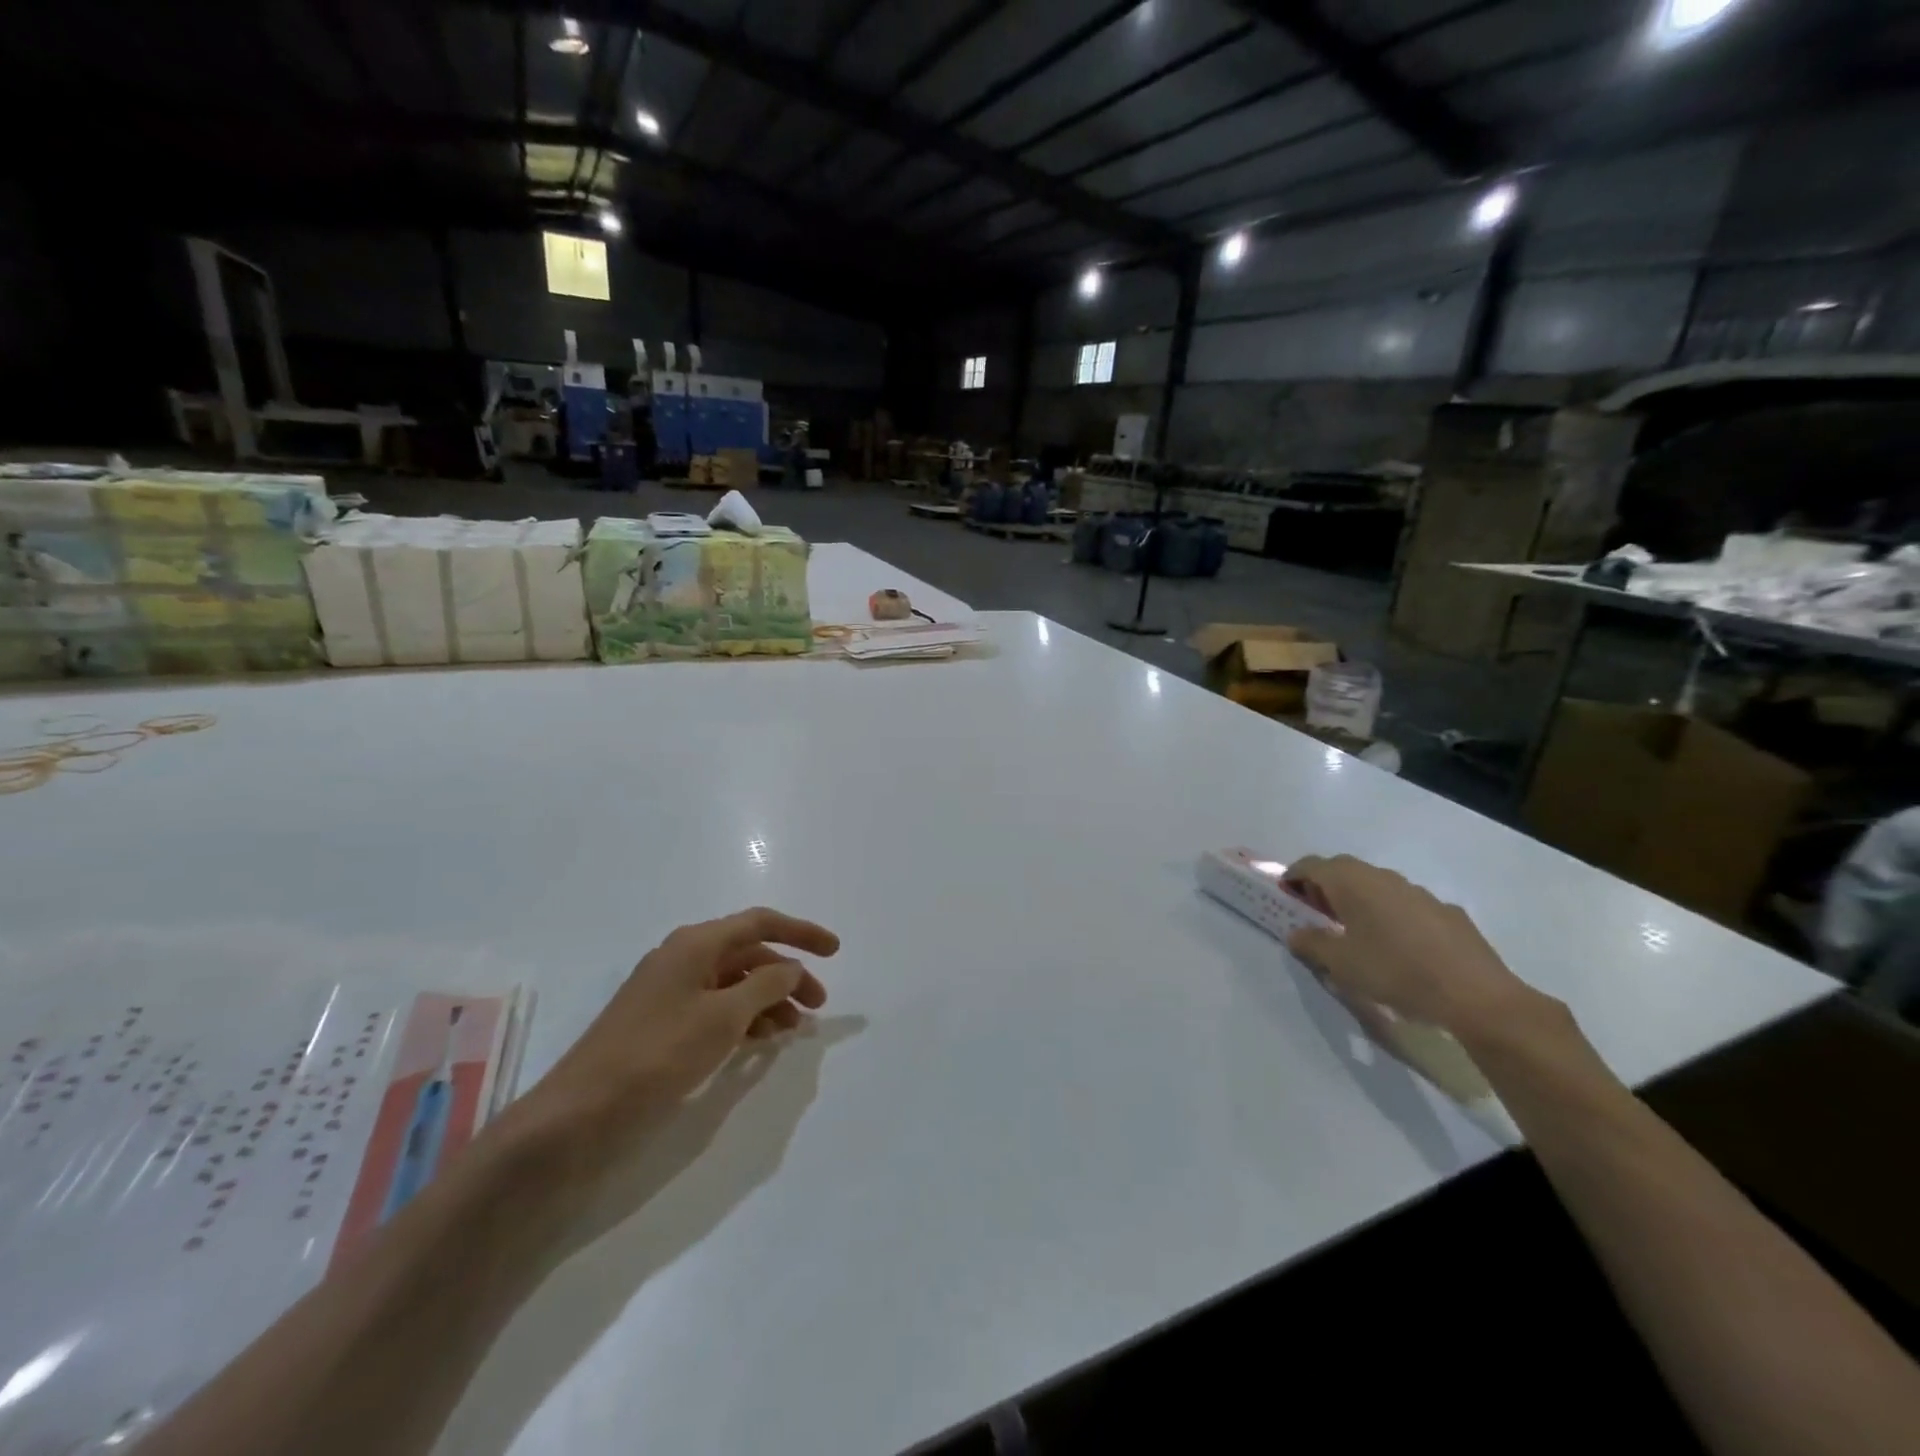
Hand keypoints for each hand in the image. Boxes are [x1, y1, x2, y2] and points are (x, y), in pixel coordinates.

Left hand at [512, 907, 838, 1154]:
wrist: (579, 1113)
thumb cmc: (657, 1053)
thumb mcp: (722, 1017)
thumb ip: (766, 986)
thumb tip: (792, 968)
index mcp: (696, 944)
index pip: (760, 923)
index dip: (801, 933)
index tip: (836, 951)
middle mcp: (684, 958)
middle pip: (749, 954)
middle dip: (788, 975)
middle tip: (818, 1007)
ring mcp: (670, 991)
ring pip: (734, 984)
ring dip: (768, 1000)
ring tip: (793, 1031)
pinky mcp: (663, 1023)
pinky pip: (716, 1008)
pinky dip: (744, 1019)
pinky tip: (760, 1042)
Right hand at [1284, 855, 1543, 1039]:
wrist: (1475, 996)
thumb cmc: (1394, 971)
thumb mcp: (1340, 964)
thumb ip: (1311, 944)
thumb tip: (1296, 933)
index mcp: (1352, 882)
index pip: (1311, 865)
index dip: (1293, 877)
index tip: (1285, 896)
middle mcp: (1383, 877)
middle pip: (1344, 871)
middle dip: (1324, 887)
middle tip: (1315, 914)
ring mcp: (1419, 892)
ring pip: (1377, 886)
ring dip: (1359, 900)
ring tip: (1355, 932)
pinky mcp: (1447, 912)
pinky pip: (1406, 905)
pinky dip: (1391, 915)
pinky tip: (1399, 947)